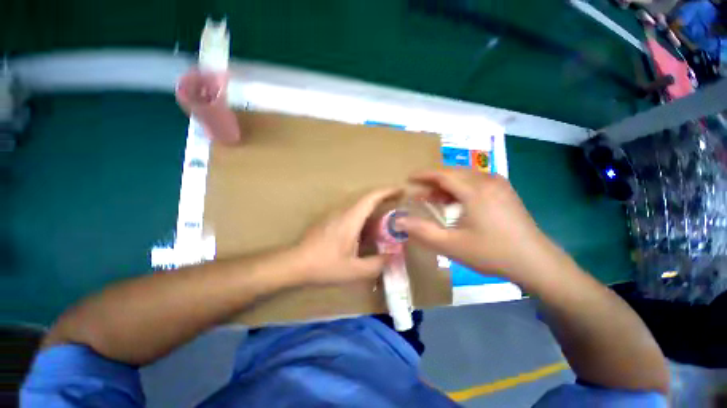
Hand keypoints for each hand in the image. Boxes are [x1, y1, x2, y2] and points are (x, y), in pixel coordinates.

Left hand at [293, 188, 400, 284]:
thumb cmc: (324, 265)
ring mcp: (335, 215)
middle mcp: (343, 211)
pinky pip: (351, 213)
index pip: (371, 197)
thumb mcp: (354, 270)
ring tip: (386, 222)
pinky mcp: (330, 220)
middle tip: (398, 205)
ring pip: (359, 206)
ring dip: (374, 209)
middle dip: (384, 198)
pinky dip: (364, 217)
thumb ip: (376, 264)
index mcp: (351, 218)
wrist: (295, 263)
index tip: (401, 190)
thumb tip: (392, 257)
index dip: (387, 191)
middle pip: (366, 198)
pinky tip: (367, 232)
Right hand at [396, 169, 559, 281]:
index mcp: (475, 190)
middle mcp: (487, 180)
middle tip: (418, 193)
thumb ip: (422, 232)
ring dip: (446, 184)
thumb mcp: (451, 245)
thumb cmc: (491, 253)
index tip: (408, 178)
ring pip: (464, 176)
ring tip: (433, 199)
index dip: (423, 175)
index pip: (442, 174)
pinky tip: (455, 202)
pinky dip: (460, 187)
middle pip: (453, 172)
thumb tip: (398, 222)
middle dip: (433, 181)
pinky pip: (476, 181)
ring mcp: (499, 184)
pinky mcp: (505, 191)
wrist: (536, 262)